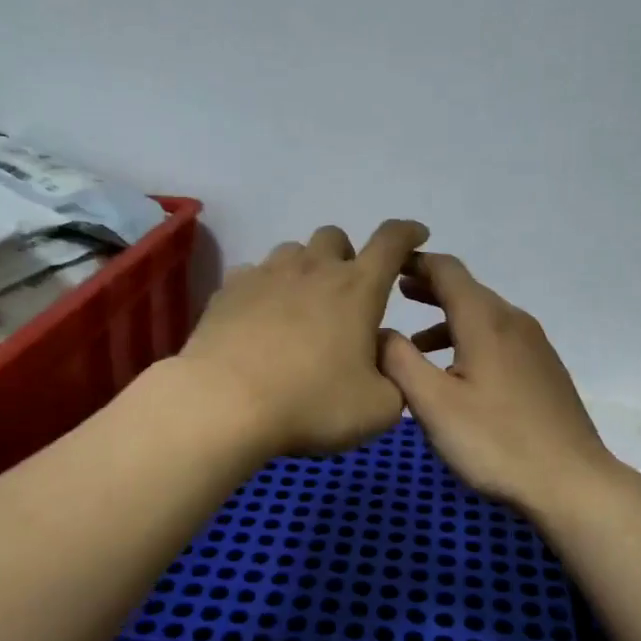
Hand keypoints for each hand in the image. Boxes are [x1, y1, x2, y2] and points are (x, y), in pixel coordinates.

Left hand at [179, 220, 429, 456]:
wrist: (224, 405)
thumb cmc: (311, 404)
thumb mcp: (378, 408)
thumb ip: (395, 376)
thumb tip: (381, 352)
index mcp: (357, 288)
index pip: (392, 241)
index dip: (408, 233)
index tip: (416, 235)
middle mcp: (313, 269)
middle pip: (334, 237)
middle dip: (346, 256)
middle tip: (346, 294)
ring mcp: (266, 275)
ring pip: (292, 251)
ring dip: (304, 269)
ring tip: (301, 306)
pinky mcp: (228, 290)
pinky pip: (253, 274)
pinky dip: (264, 288)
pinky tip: (260, 318)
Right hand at [379, 254, 624, 514]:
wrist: (572, 482)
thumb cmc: (495, 441)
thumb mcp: (433, 403)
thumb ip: (399, 361)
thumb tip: (378, 330)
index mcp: (485, 320)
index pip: (447, 270)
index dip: (415, 262)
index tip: (387, 266)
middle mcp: (513, 322)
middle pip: (467, 291)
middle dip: (430, 290)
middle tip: (396, 295)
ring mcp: (534, 346)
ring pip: (484, 317)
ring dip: (447, 321)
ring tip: (415, 345)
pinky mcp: (544, 370)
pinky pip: (499, 339)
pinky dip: (469, 341)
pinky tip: (457, 375)